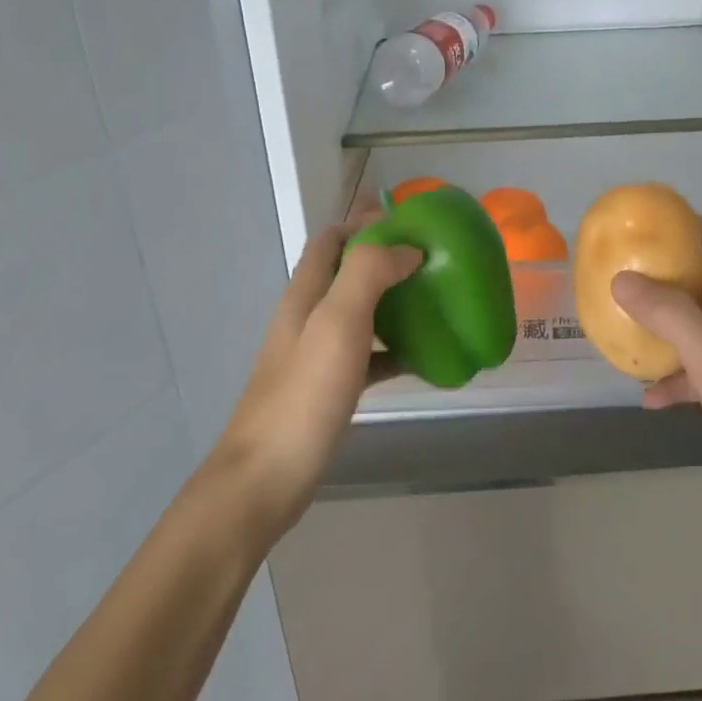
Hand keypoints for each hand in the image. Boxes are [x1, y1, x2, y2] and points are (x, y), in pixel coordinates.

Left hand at [213, 210, 421, 534]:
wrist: (267, 478)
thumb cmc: (304, 395)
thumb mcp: (337, 323)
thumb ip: (368, 274)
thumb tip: (406, 248)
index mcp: (304, 294)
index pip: (330, 240)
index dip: (363, 223)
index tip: (409, 222)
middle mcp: (307, 317)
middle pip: (346, 273)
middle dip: (385, 259)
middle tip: (432, 261)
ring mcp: (316, 355)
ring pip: (360, 313)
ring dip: (393, 301)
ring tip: (435, 300)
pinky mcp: (328, 388)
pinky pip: (368, 355)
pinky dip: (394, 348)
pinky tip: (423, 357)